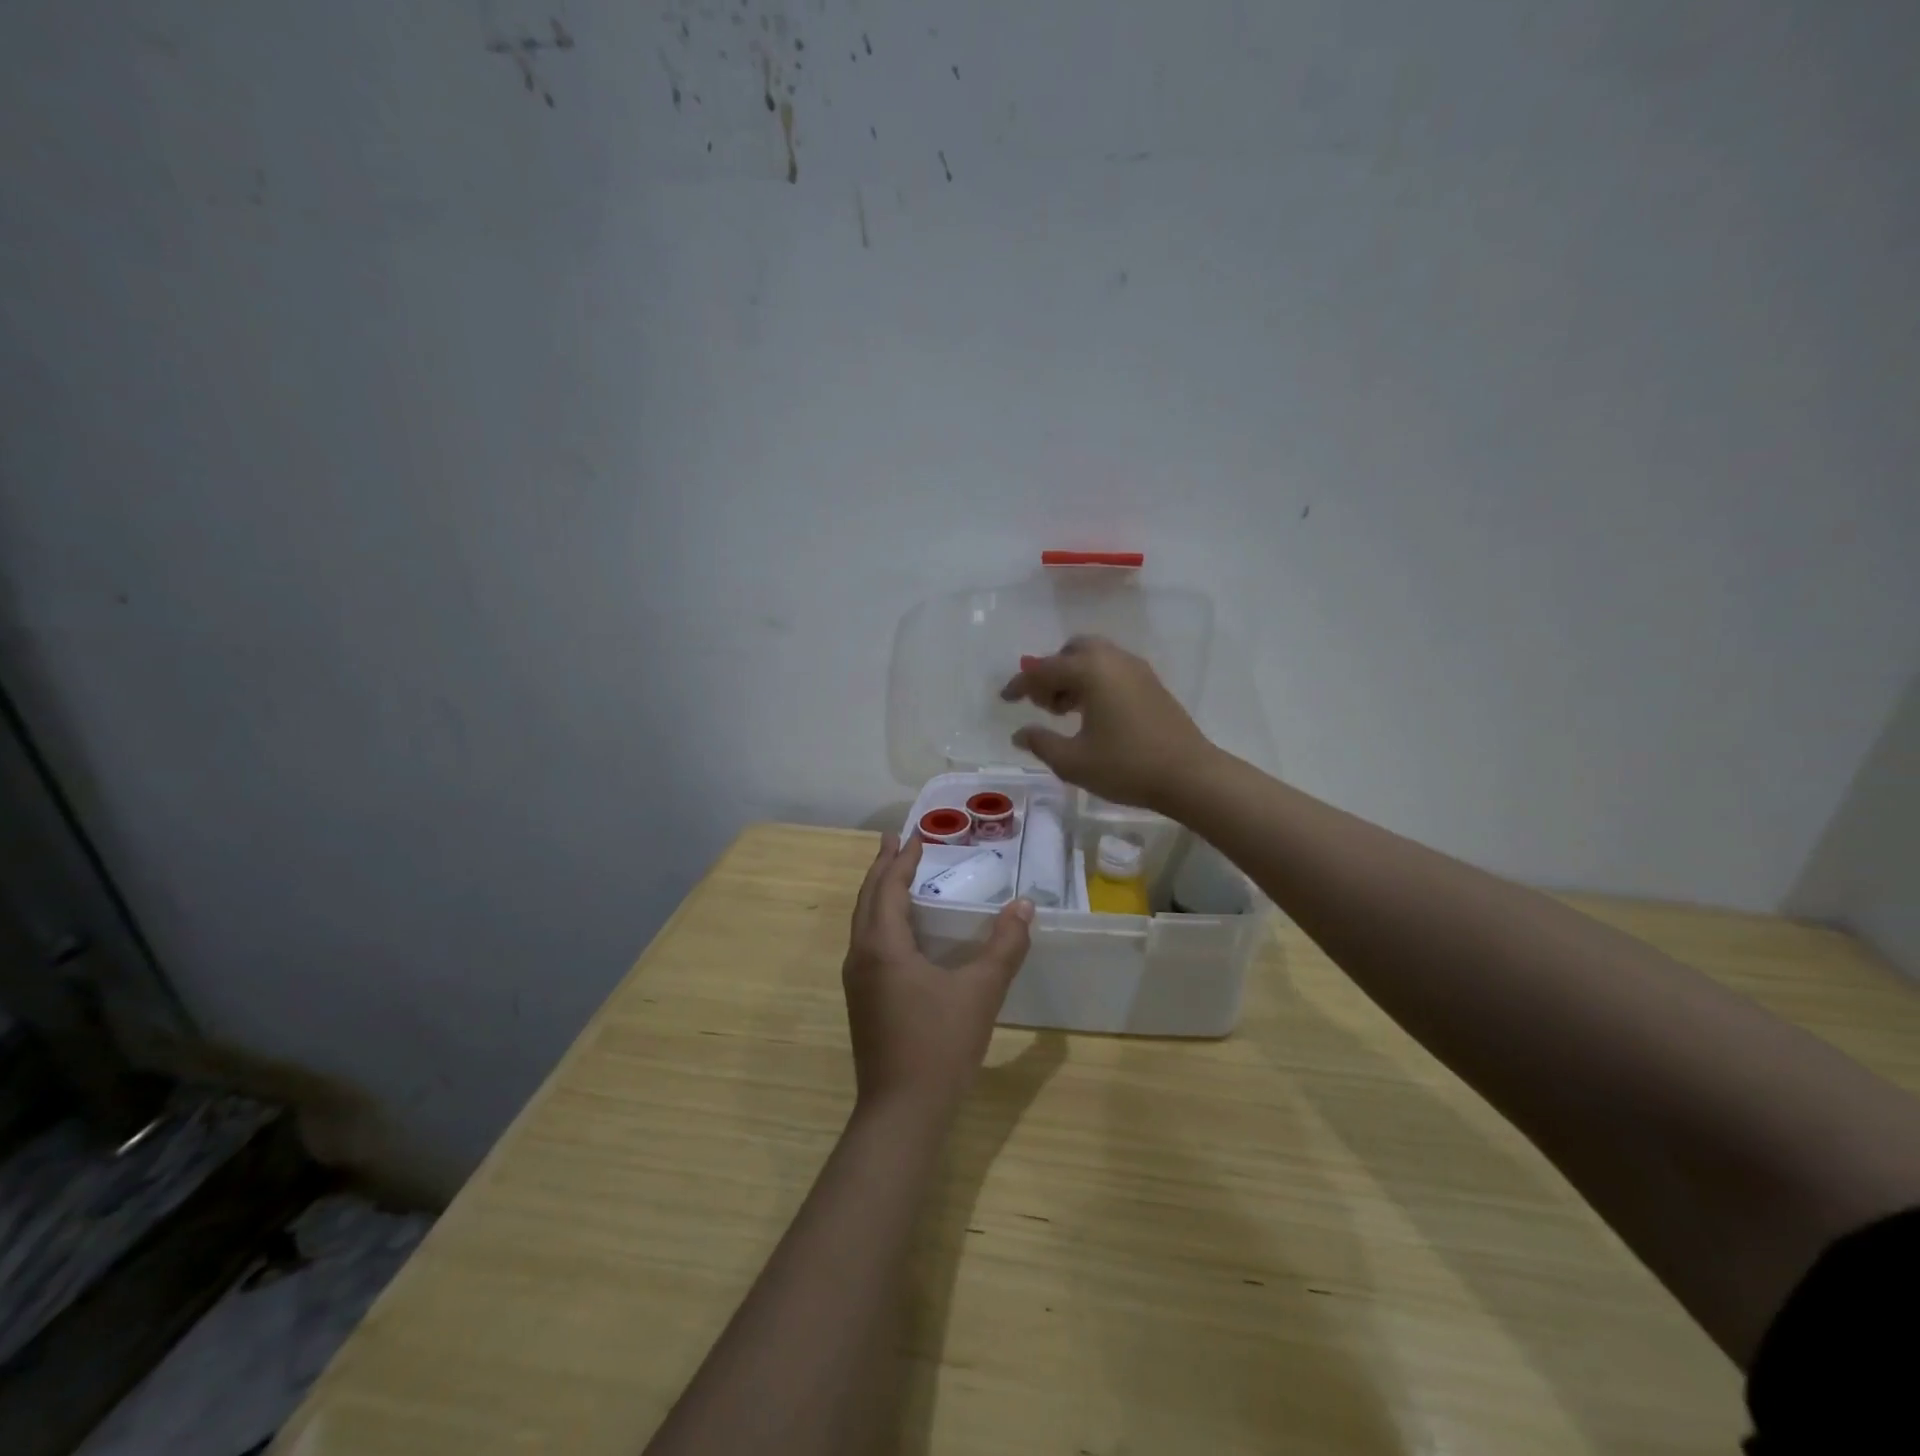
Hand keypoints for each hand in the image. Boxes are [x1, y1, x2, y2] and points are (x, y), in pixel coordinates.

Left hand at [842, 835, 1033, 1118]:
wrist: (901, 1113)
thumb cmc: (939, 1045)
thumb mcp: (980, 992)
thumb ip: (1005, 946)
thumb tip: (1024, 905)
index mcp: (883, 946)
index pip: (888, 888)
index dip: (901, 860)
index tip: (914, 834)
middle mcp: (861, 956)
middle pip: (867, 900)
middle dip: (882, 868)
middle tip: (895, 841)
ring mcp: (857, 982)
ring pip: (863, 923)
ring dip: (878, 894)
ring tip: (895, 876)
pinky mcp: (862, 1002)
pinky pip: (867, 944)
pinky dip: (879, 920)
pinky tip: (899, 931)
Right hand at [999, 635, 1216, 809]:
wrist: (1189, 775)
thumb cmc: (1126, 766)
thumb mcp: (1073, 761)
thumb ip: (1041, 743)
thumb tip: (1019, 733)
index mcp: (1091, 671)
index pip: (1044, 669)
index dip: (1020, 684)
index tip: (1005, 699)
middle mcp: (1113, 660)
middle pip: (1072, 651)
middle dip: (1051, 671)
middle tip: (1042, 703)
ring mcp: (1136, 670)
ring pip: (1095, 658)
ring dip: (1073, 676)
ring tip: (1064, 712)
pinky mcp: (1151, 684)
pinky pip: (1113, 669)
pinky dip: (1094, 681)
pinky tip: (1092, 714)